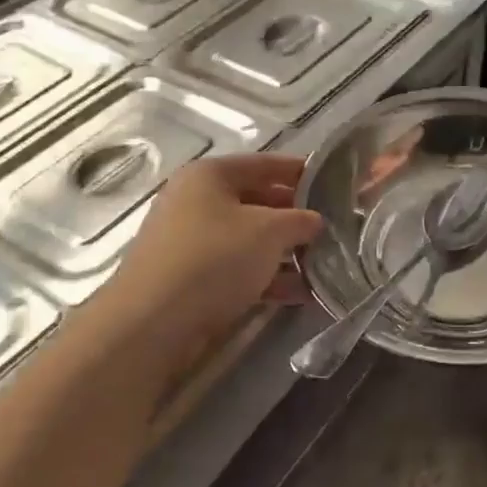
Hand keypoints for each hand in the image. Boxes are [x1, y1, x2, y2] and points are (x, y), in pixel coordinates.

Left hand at [107, 154, 322, 355]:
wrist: (152, 323)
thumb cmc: (214, 258)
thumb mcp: (269, 231)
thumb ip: (300, 220)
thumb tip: (315, 221)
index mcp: (210, 175)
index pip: (265, 164)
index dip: (301, 171)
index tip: (334, 183)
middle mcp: (195, 201)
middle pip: (257, 201)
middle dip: (295, 217)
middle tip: (333, 229)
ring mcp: (189, 241)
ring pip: (248, 239)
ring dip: (285, 252)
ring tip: (323, 265)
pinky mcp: (189, 278)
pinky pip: (237, 268)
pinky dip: (266, 277)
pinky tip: (300, 293)